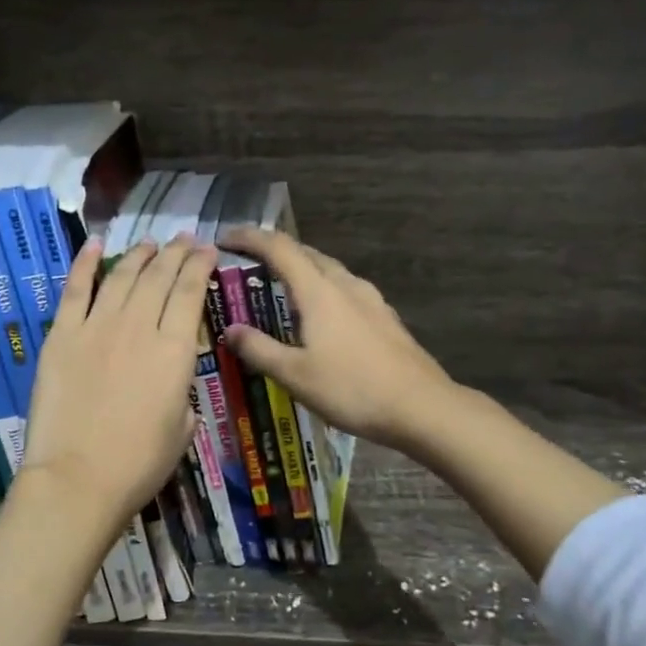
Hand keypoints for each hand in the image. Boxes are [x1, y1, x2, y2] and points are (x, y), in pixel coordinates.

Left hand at [19, 235, 217, 532]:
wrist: (77, 479)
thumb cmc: (138, 464)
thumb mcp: (181, 430)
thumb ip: (182, 398)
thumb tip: (174, 387)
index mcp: (174, 352)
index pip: (190, 293)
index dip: (200, 266)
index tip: (208, 250)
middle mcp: (138, 327)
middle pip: (159, 277)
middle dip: (175, 253)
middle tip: (185, 239)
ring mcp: (96, 327)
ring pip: (122, 276)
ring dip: (139, 255)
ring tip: (151, 243)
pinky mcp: (62, 335)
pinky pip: (75, 290)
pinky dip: (85, 263)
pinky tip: (95, 244)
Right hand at [221, 227, 455, 449]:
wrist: (421, 407)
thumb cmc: (352, 389)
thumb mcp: (295, 375)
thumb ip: (259, 349)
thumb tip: (230, 330)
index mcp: (319, 292)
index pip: (279, 248)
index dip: (249, 238)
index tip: (225, 238)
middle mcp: (345, 285)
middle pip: (306, 254)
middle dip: (275, 252)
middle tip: (249, 266)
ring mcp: (371, 300)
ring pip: (329, 271)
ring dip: (302, 270)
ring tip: (282, 290)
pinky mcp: (385, 317)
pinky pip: (346, 290)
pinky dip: (324, 291)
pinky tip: (323, 317)